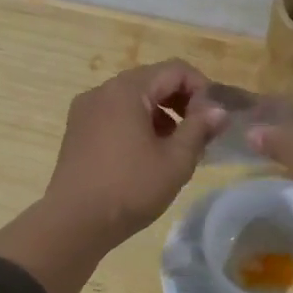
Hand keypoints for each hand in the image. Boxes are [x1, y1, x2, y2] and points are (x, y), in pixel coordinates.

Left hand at [43, 60, 227, 245]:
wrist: (73, 222)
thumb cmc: (130, 189)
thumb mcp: (175, 161)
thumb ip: (200, 129)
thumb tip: (218, 110)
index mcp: (127, 90)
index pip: (175, 70)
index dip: (202, 88)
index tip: (215, 117)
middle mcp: (102, 91)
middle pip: (152, 80)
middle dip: (181, 101)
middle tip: (200, 131)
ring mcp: (85, 110)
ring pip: (133, 98)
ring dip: (160, 114)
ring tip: (176, 146)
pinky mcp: (77, 131)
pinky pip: (115, 114)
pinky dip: (137, 123)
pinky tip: (147, 154)